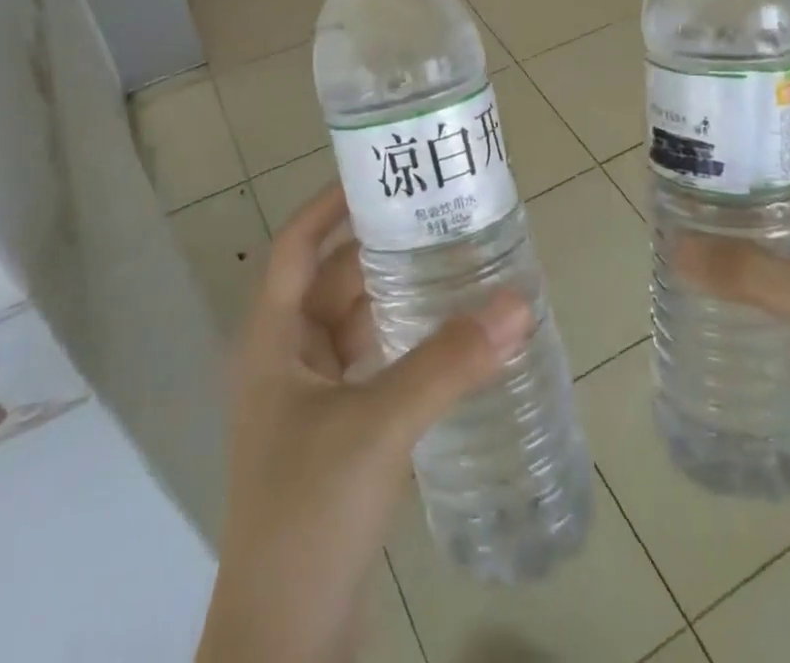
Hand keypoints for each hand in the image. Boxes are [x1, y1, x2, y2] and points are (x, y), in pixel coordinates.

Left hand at [196, 184, 532, 662]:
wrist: (283, 642)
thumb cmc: (308, 511)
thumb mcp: (378, 427)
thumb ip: (448, 365)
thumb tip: (517, 301)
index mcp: (271, 338)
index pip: (297, 244)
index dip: (331, 202)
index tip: (380, 173)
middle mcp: (284, 357)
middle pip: (333, 280)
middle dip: (380, 248)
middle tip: (438, 217)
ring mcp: (307, 398)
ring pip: (354, 325)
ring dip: (396, 297)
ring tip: (453, 265)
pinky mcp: (333, 434)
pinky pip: (369, 366)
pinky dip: (402, 345)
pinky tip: (447, 340)